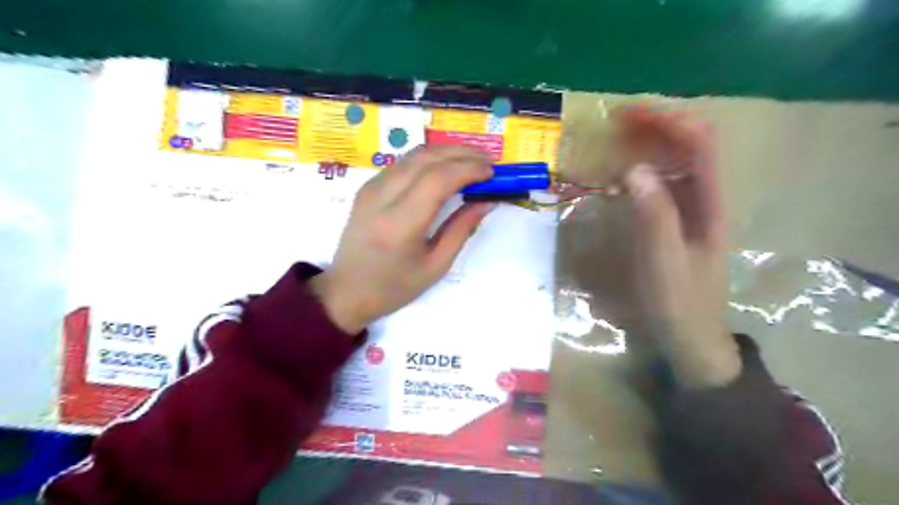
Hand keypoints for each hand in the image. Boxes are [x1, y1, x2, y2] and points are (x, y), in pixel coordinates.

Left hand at [307, 146, 491, 334]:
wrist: (346, 290)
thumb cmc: (394, 286)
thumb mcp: (436, 266)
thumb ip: (462, 229)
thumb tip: (487, 201)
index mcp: (401, 223)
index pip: (438, 179)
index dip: (469, 169)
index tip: (492, 173)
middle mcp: (383, 197)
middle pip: (427, 158)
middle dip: (462, 153)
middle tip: (488, 161)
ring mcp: (371, 188)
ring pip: (414, 154)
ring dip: (446, 152)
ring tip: (471, 161)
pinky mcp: (367, 187)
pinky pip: (403, 163)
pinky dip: (429, 160)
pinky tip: (444, 169)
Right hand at [624, 107, 740, 388]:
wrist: (692, 338)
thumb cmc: (680, 303)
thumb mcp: (664, 263)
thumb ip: (654, 216)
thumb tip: (635, 169)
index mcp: (712, 205)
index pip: (700, 144)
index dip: (667, 121)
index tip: (627, 115)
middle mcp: (707, 199)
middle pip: (691, 144)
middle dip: (656, 125)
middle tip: (615, 122)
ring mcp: (693, 210)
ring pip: (677, 161)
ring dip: (650, 143)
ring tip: (615, 139)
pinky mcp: (678, 222)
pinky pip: (664, 182)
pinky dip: (644, 168)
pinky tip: (622, 174)